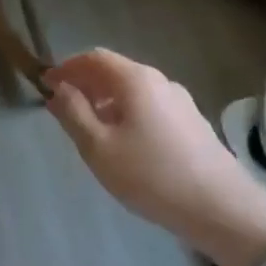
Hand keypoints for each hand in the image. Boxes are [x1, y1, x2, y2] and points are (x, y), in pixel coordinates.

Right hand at [44, 49, 265, 265]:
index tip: (45, 84)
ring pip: (133, 90)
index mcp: (135, 79)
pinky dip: (126, 112)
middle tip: (62, 106)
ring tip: (89, 128)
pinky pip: (149, 106)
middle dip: (85, 83)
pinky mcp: (191, 122)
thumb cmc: (150, 175)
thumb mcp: (99, 147)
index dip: (67, 67)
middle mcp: (160, 81)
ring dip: (105, 100)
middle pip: (115, 71)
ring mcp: (180, 101)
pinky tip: (123, 142)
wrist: (220, 207)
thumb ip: (73, 113)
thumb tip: (58, 88)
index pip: (94, 58)